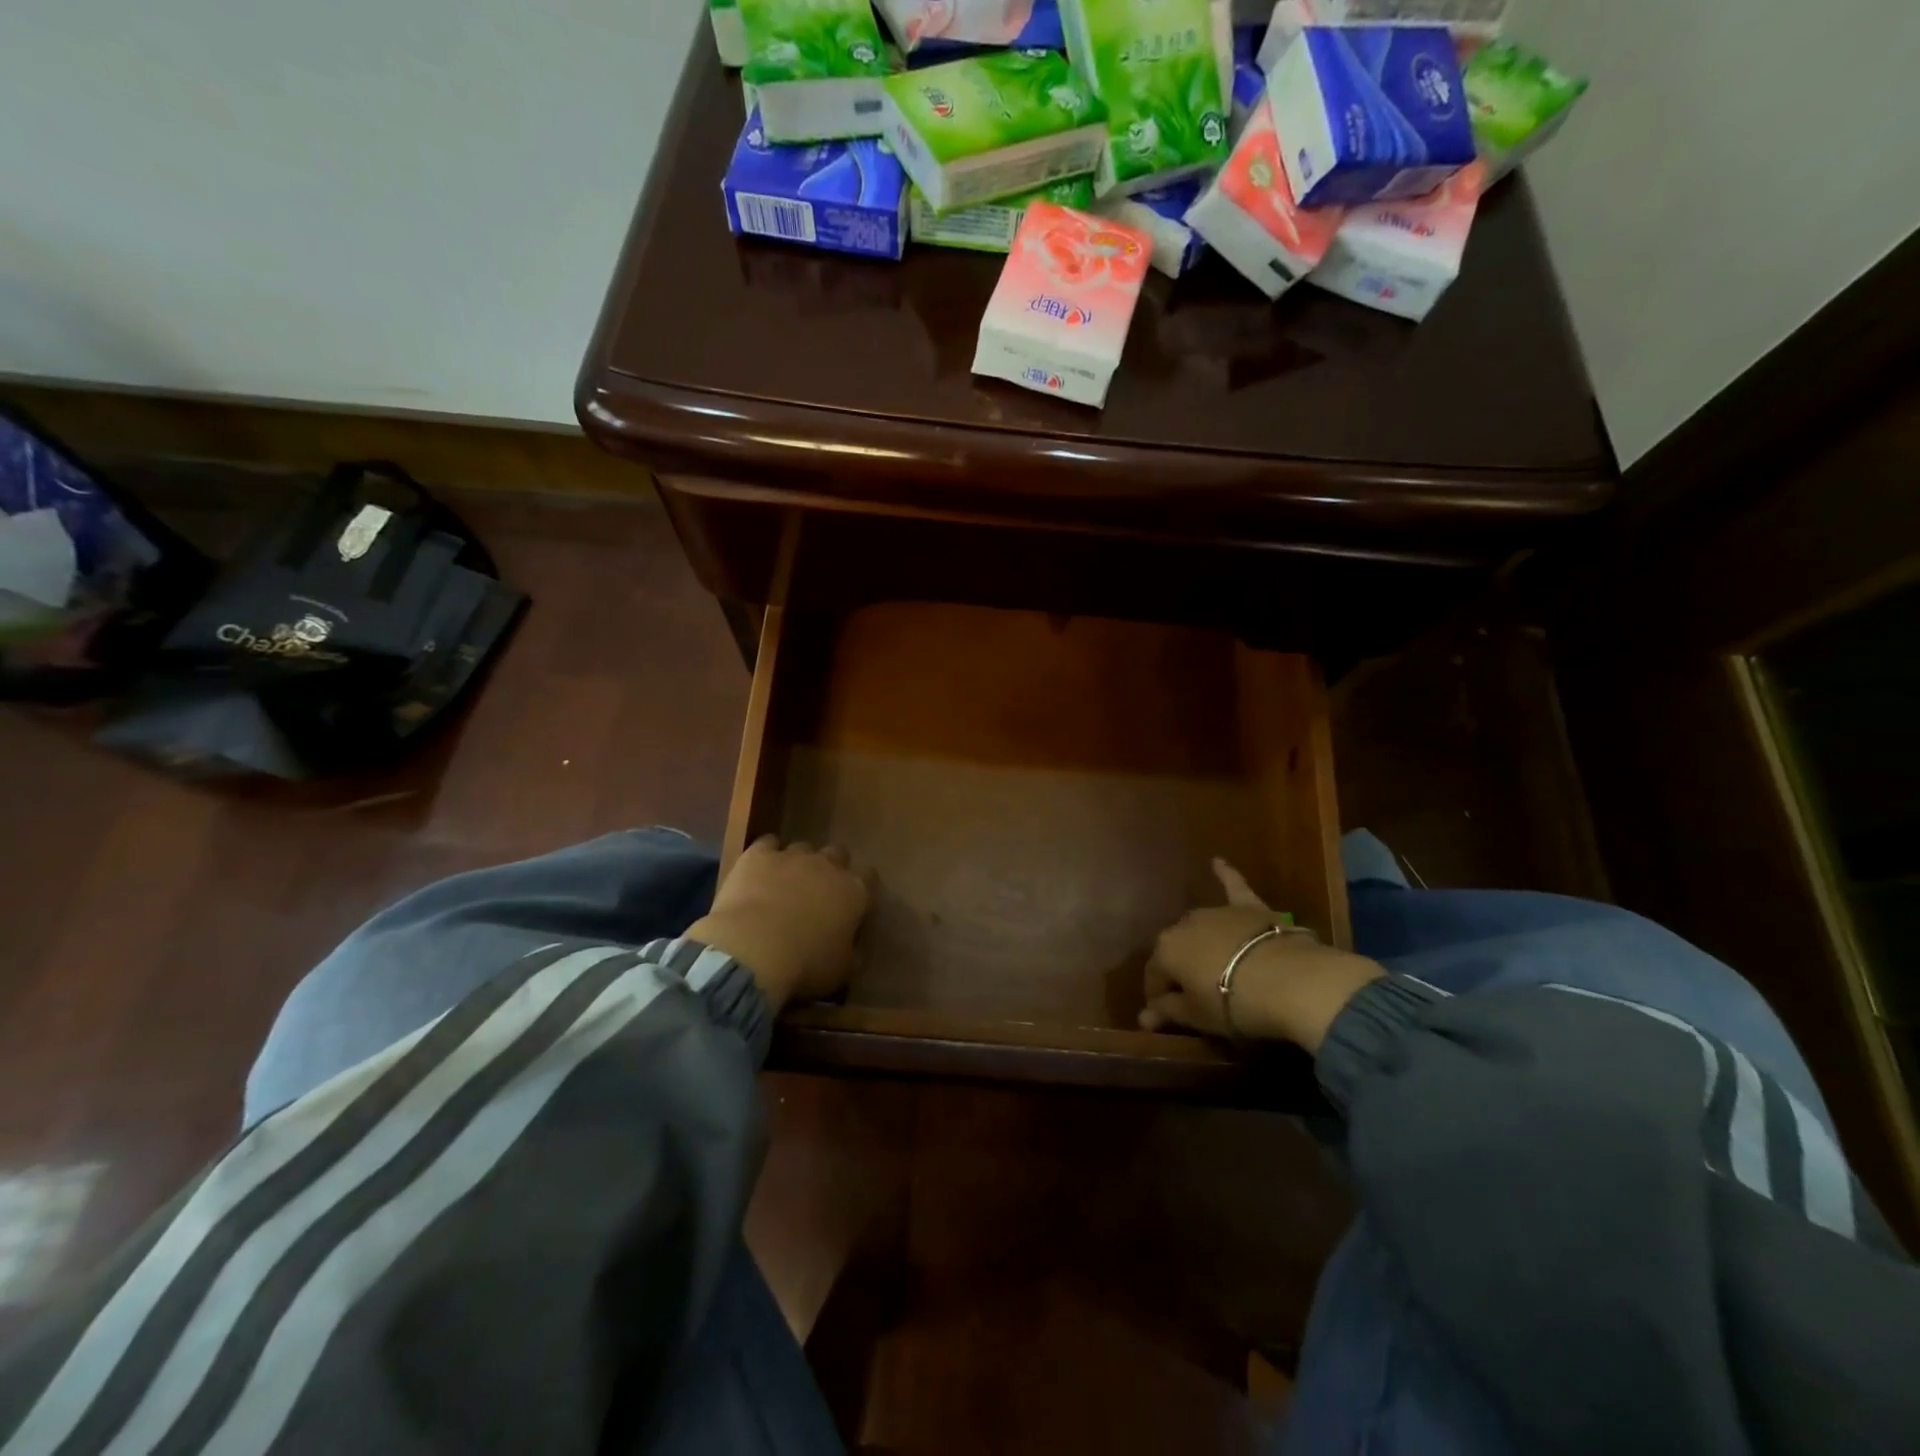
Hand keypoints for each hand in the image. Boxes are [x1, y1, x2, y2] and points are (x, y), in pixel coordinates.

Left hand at [687, 835, 871, 1012]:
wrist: (753, 949)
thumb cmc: (805, 965)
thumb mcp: (840, 972)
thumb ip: (852, 956)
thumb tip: (856, 952)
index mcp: (854, 892)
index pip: (869, 877)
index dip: (863, 886)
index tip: (855, 901)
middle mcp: (827, 866)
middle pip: (838, 854)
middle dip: (832, 868)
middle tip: (819, 891)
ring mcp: (792, 856)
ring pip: (803, 848)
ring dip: (799, 863)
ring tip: (785, 884)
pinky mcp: (759, 855)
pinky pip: (768, 844)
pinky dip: (767, 854)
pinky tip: (760, 869)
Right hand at [1141, 860, 1384, 1052]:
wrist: (1288, 981)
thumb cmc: (1233, 1003)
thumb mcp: (1197, 1016)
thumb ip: (1168, 1011)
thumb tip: (1144, 1017)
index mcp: (1166, 950)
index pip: (1155, 977)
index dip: (1160, 999)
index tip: (1168, 1017)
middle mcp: (1185, 924)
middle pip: (1177, 951)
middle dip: (1180, 970)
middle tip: (1195, 995)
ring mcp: (1218, 913)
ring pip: (1201, 927)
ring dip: (1201, 943)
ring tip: (1209, 964)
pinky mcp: (1249, 908)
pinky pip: (1234, 887)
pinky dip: (1226, 874)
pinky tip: (1218, 861)